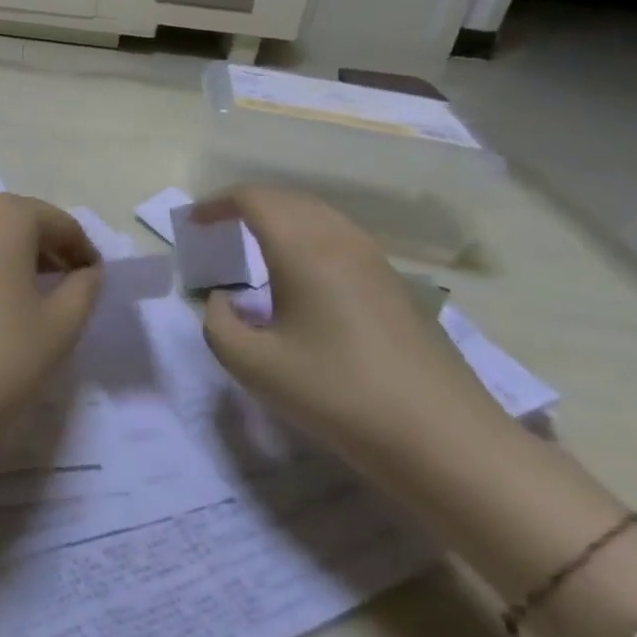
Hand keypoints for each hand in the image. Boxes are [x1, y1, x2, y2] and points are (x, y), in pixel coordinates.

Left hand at [0, 194, 103, 447]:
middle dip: (41, 249)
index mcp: (1, 218)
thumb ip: (83, 290)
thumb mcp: (59, 329)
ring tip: (18, 302)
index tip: (94, 279)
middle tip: (61, 286)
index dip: (82, 249)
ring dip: (2, 261)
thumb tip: (87, 272)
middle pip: (12, 222)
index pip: (56, 222)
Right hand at [195, 185, 517, 485]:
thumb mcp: (255, 367)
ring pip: (317, 215)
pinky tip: (301, 274)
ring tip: (253, 244)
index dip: (217, 202)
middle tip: (217, 228)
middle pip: (287, 199)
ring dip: (279, 218)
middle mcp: (341, 240)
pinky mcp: (395, 283)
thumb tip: (220, 299)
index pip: (255, 199)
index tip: (194, 222)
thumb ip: (218, 325)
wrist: (443, 438)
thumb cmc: (339, 395)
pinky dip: (306, 236)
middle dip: (246, 204)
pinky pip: (339, 236)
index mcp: (304, 249)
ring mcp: (375, 260)